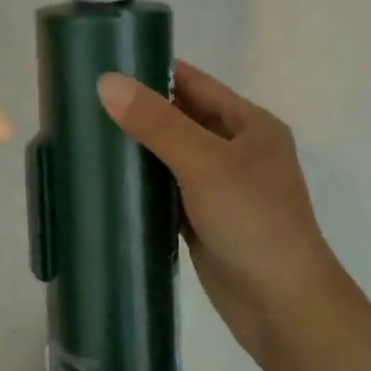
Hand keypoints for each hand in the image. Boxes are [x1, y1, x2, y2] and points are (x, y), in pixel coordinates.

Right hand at [98, 60, 333, 360]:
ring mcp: (220, 188)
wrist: (284, 308)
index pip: (194, 83)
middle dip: (138, 109)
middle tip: (85, 99)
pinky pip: (166, 190)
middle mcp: (237, 150)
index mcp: (250, 125)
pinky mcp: (203, 220)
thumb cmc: (254, 222)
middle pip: (180, 118)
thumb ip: (156, 122)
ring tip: (86, 132)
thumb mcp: (204, 163)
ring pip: (170, 156)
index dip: (153, 70)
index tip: (105, 62)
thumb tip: (106, 81)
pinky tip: (106, 178)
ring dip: (137, 147)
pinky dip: (141, 184)